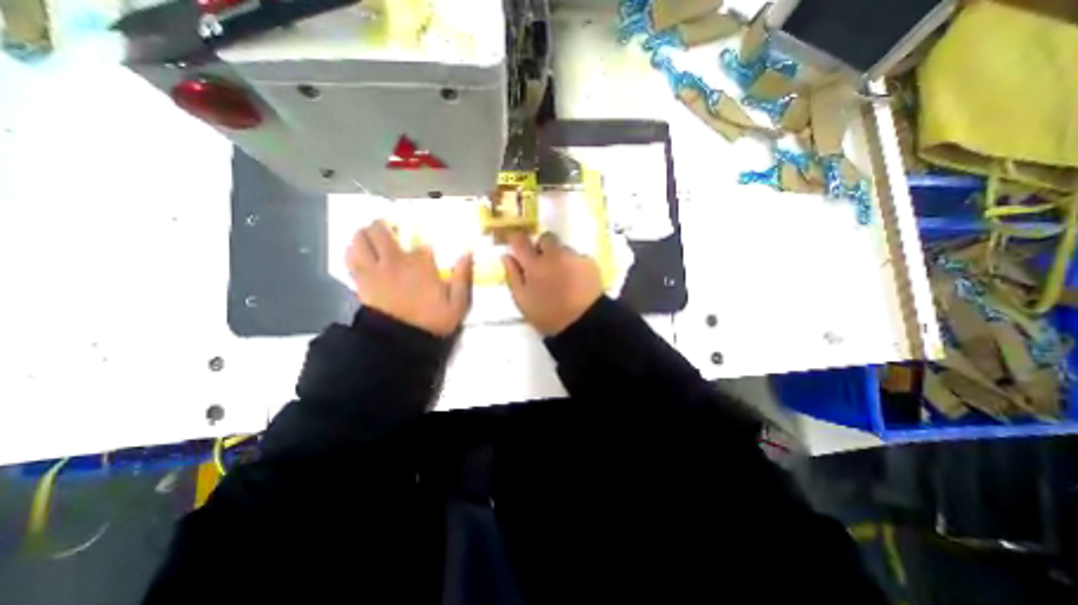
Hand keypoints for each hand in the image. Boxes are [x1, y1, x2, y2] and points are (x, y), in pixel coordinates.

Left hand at [347, 221, 472, 334]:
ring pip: (360, 239)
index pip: (420, 240)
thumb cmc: (432, 321)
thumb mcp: (458, 303)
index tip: (427, 247)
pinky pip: (350, 258)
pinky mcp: (362, 281)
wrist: (402, 342)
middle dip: (384, 225)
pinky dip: (352, 251)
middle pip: (381, 230)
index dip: (423, 240)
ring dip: (365, 234)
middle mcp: (396, 261)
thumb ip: (462, 277)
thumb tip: (467, 253)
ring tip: (371, 237)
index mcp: (421, 264)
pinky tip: (358, 252)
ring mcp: (375, 270)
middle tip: (389, 228)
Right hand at [501, 229, 601, 334]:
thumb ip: (513, 276)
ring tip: (563, 277)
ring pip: (563, 248)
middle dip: (542, 247)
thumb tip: (506, 256)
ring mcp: (574, 257)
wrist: (584, 323)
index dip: (517, 240)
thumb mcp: (523, 300)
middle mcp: (554, 255)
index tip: (518, 247)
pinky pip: (578, 257)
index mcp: (534, 265)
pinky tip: (576, 281)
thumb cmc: (548, 315)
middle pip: (545, 238)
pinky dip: (575, 265)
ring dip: (559, 257)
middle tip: (543, 265)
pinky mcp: (590, 262)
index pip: (520, 240)